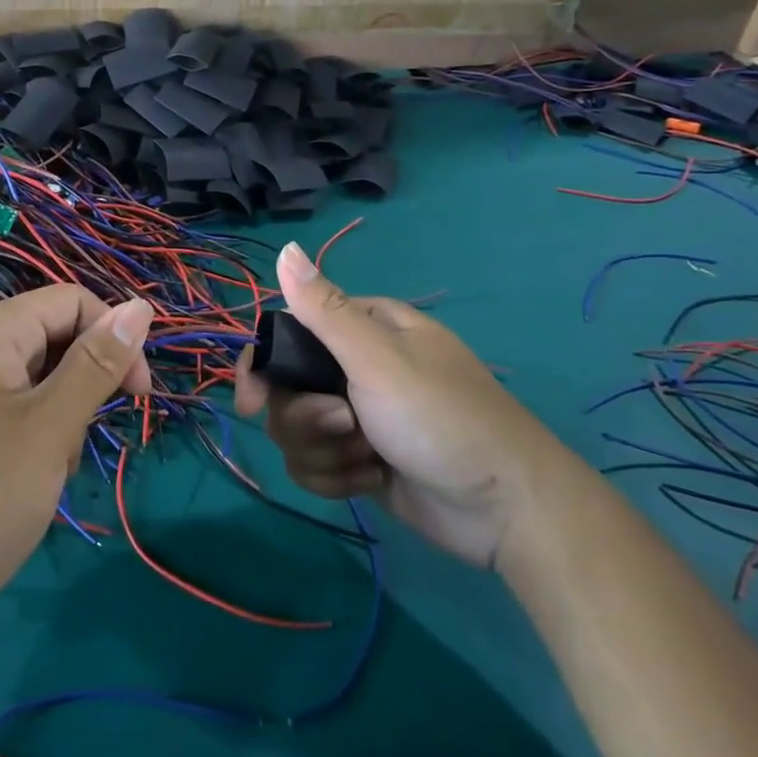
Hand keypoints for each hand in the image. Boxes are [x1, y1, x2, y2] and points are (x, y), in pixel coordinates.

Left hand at [0, 286, 152, 645]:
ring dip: (59, 426)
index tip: (138, 396)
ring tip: (41, 479)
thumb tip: (141, 306)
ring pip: (39, 387)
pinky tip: (22, 492)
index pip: (73, 302)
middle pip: (55, 342)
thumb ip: (97, 365)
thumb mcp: (49, 428)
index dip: (114, 337)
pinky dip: (33, 447)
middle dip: (81, 391)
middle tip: (70, 448)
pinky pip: (12, 419)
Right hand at [235, 243, 556, 567]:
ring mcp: (358, 417)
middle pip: (287, 390)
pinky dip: (338, 478)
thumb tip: (285, 249)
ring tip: (369, 460)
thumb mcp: (378, 358)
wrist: (504, 507)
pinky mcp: (361, 461)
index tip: (253, 402)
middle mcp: (355, 367)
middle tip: (346, 426)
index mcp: (362, 329)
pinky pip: (317, 465)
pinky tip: (372, 480)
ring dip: (326, 452)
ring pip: (298, 432)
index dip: (265, 367)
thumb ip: (324, 309)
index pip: (288, 335)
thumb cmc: (440, 417)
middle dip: (307, 418)